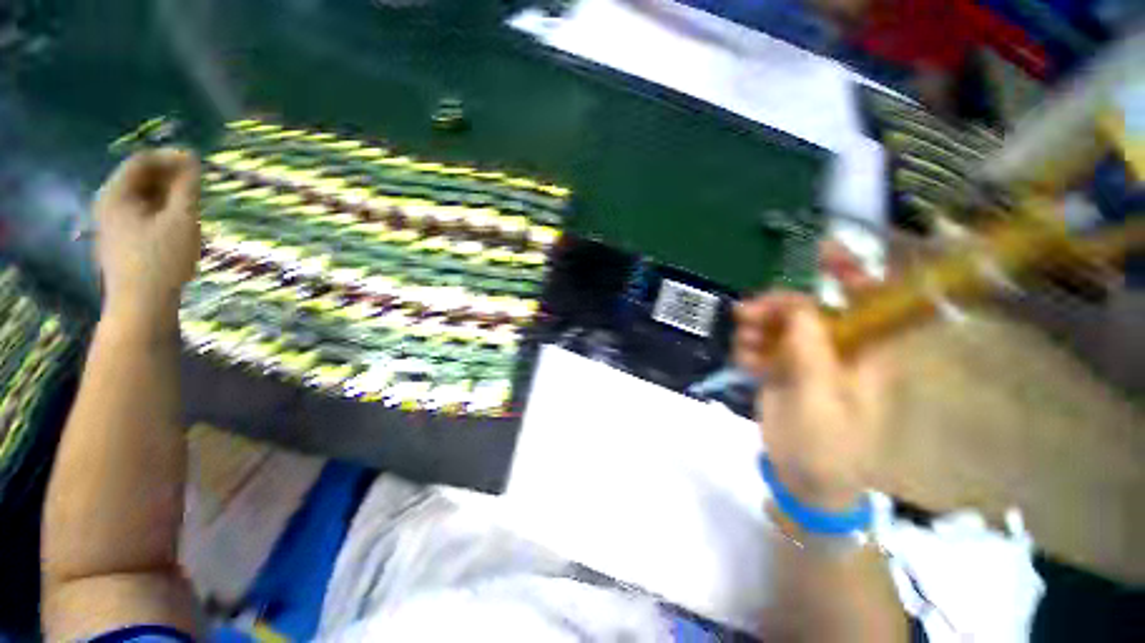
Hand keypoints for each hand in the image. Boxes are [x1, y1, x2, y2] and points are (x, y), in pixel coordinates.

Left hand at [93, 149, 200, 327]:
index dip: (169, 158)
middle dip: (169, 178)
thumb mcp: (181, 219)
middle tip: (197, 188)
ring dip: (167, 197)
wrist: (142, 305)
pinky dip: (160, 212)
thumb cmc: (162, 259)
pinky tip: (177, 225)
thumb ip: (186, 187)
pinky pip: (141, 214)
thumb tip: (192, 160)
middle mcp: (108, 204)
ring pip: (142, 198)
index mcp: (116, 195)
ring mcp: (112, 224)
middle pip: (139, 179)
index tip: (198, 164)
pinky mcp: (119, 240)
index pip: (141, 161)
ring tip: (191, 207)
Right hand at [734, 244, 887, 509]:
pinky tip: (744, 362)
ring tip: (744, 344)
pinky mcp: (782, 370)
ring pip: (780, 325)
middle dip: (777, 305)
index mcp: (866, 351)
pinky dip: (750, 347)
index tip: (820, 251)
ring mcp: (807, 359)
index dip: (850, 271)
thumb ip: (809, 343)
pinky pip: (763, 345)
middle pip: (808, 308)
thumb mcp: (819, 390)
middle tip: (746, 312)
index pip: (870, 300)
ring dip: (758, 327)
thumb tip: (794, 300)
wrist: (805, 479)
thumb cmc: (827, 441)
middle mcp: (838, 348)